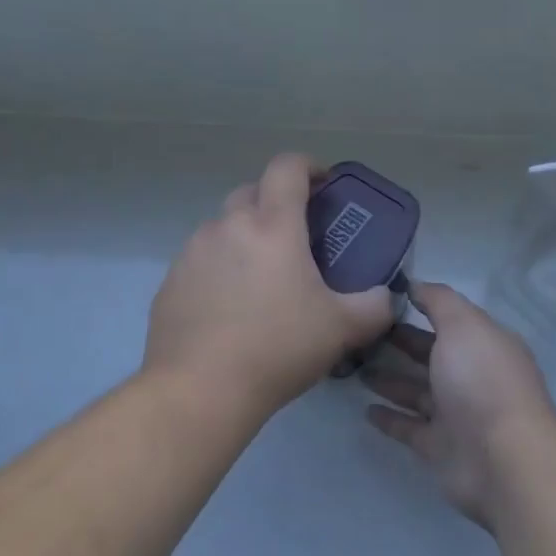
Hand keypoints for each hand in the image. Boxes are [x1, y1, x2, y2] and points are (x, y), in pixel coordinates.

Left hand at [145, 154, 395, 418]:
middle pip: (251, 191)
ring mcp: (193, 252)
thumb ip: (374, 307)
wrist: (199, 390)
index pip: (287, 166)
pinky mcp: (170, 282)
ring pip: (223, 227)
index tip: (323, 184)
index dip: (308, 165)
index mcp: (272, 225)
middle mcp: (228, 226)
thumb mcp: (341, 329)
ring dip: (244, 238)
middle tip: (296, 237)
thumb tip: (384, 297)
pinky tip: (229, 308)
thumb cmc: (277, 347)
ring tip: (261, 278)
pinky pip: (201, 261)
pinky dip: (218, 269)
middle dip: (275, 203)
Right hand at [361, 283, 555, 528]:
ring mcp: (457, 414)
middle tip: (361, 333)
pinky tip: (365, 409)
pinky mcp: (441, 447)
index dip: (421, 307)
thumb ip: (438, 300)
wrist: (503, 460)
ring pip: (417, 391)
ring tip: (355, 367)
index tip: (382, 299)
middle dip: (400, 342)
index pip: (450, 319)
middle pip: (431, 354)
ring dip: (390, 379)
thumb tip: (415, 284)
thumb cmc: (482, 380)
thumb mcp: (462, 324)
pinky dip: (390, 418)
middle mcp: (473, 376)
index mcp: (484, 343)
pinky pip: (410, 427)